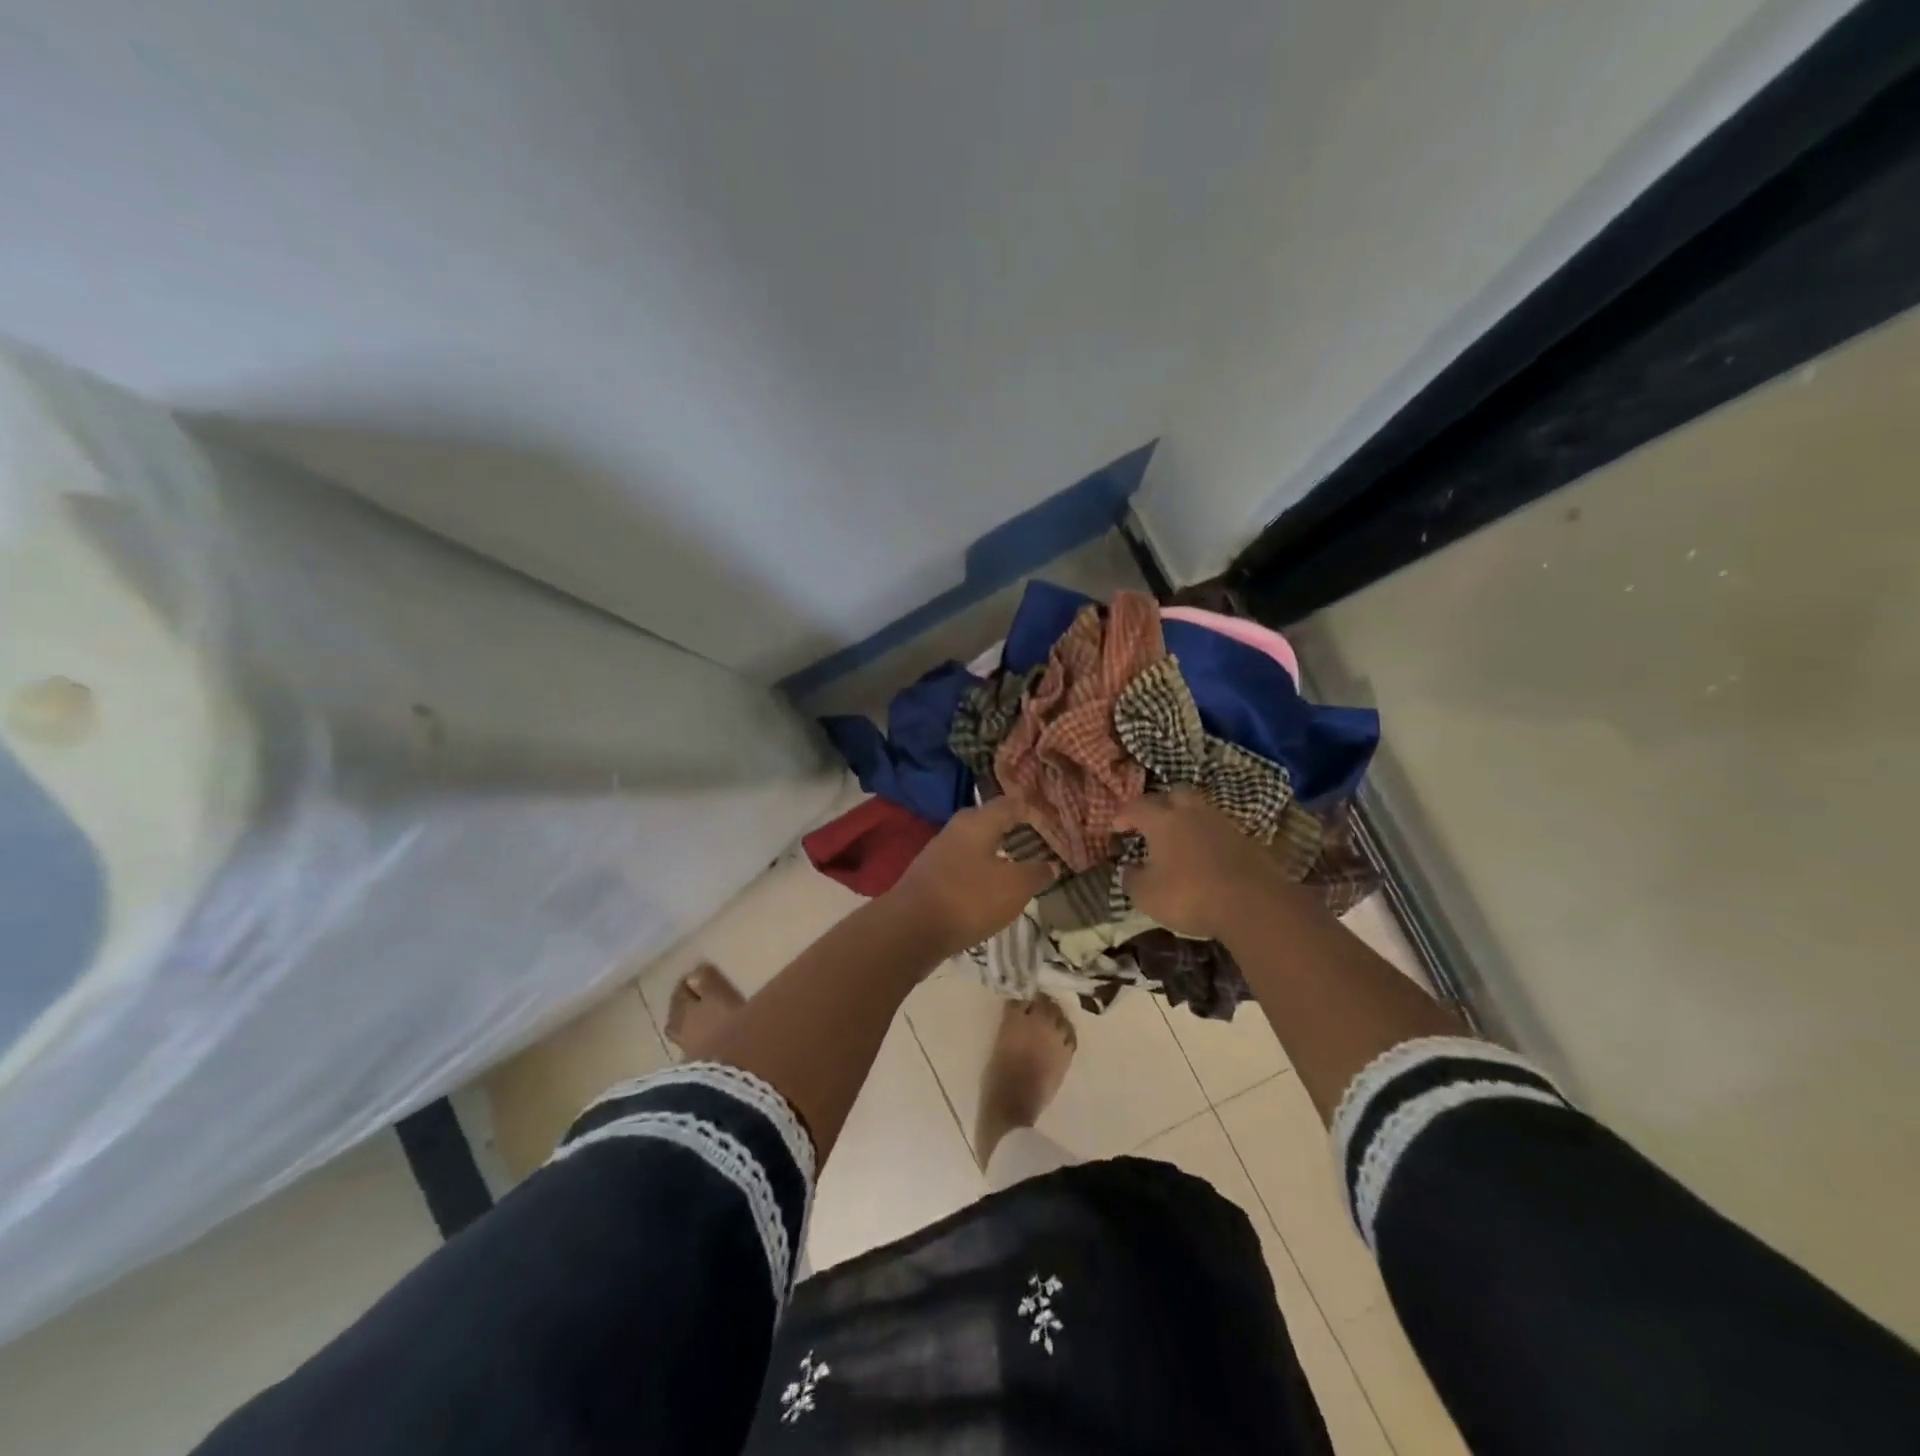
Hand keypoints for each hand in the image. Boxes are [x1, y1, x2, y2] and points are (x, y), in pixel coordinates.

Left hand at [885, 798, 1055, 958]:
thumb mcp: (1014, 888)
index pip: (1009, 804)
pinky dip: (979, 874)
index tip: (1049, 817)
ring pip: (974, 846)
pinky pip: (962, 867)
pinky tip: (989, 890)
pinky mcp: (929, 877)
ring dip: (995, 854)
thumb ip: (1035, 873)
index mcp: (977, 821)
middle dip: (1012, 830)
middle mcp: (956, 829)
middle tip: (1036, 841)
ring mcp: (938, 852)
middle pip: (989, 822)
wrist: (909, 929)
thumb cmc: (968, 898)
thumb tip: (1050, 864)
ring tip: (1017, 867)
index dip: (1030, 808)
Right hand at [1111, 788, 1282, 939]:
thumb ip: (1131, 878)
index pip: (1135, 807)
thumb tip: (1129, 869)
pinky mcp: (1245, 838)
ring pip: (1199, 809)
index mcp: (1161, 819)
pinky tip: (1203, 854)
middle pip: (1173, 794)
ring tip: (1177, 838)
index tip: (1115, 828)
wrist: (1252, 903)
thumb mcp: (1146, 895)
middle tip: (1150, 823)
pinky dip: (1206, 836)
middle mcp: (1190, 812)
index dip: (1122, 816)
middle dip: (1159, 804)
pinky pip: (1217, 828)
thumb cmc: (1189, 895)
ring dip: (1185, 818)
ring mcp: (1221, 822)